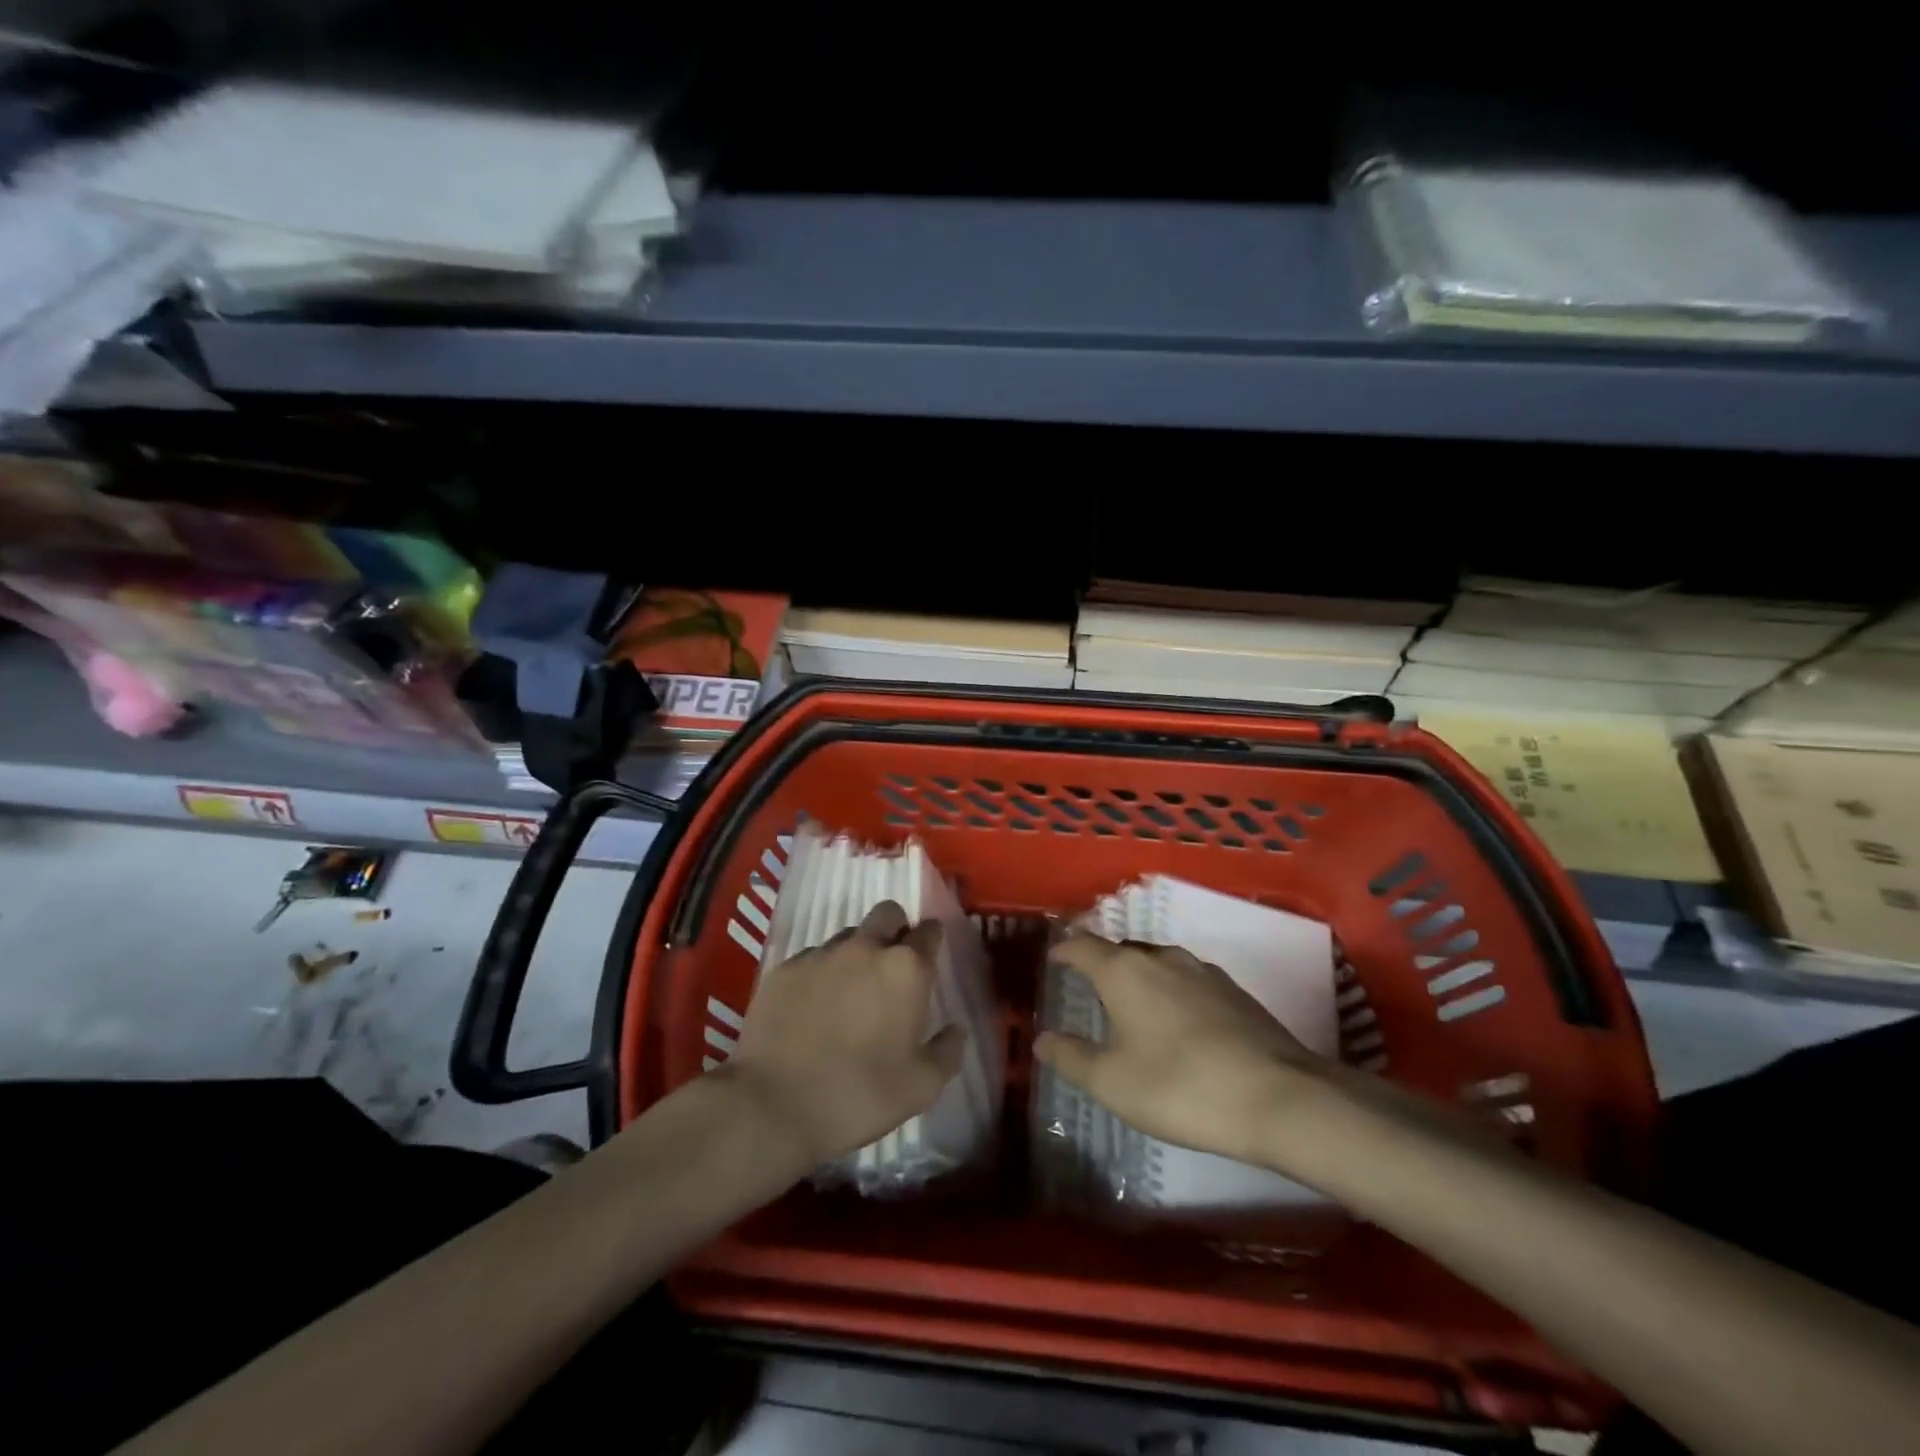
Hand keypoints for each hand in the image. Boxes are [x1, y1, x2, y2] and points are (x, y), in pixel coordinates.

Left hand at [721, 900, 965, 1171]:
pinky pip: (813, 957)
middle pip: (888, 914)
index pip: (929, 931)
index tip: (929, 959)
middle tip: (892, 968)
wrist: (772, 1104)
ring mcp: (821, 954)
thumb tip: (955, 1030)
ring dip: (858, 952)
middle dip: (896, 929)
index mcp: (906, 969)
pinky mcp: (785, 968)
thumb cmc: (859, 1095)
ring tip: (850, 992)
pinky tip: (814, 1007)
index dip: (931, 940)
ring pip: (849, 935)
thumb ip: (947, 1051)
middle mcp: (865, 948)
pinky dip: (821, 973)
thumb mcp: (921, 1087)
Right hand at [1033, 932, 1332, 1167]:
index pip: (1083, 945)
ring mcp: (1203, 971)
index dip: (1064, 949)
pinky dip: (1170, 990)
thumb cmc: (1180, 1087)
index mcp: (1124, 971)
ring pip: (1158, 961)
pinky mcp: (1234, 991)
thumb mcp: (1112, 1082)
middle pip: (1121, 948)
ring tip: (1132, 1000)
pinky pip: (1187, 979)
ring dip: (1139, 974)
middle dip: (1102, 960)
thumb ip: (1072, 1057)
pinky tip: (1177, 1019)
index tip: (1053, 957)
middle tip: (1088, 982)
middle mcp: (1161, 958)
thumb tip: (1042, 1039)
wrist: (1279, 1097)